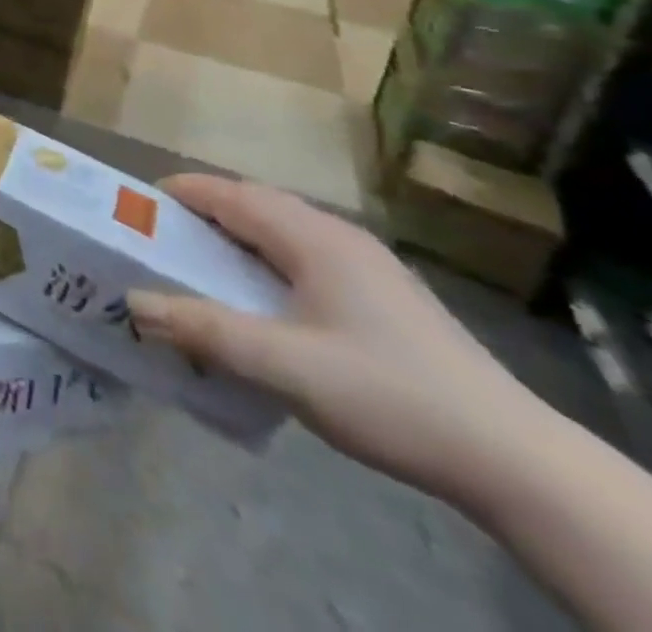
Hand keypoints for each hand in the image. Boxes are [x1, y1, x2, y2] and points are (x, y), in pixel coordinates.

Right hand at [127, 175, 544, 502]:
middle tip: (161, 236)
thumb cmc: (389, 395)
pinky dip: (267, 259)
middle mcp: (339, 236)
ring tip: (202, 264)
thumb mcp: (285, 367)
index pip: (231, 194)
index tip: (138, 204)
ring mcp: (368, 265)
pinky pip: (306, 256)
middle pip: (257, 204)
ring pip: (285, 230)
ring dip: (237, 235)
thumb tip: (134, 302)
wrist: (517, 460)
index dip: (183, 192)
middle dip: (205, 211)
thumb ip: (206, 331)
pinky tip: (265, 300)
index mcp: (314, 237)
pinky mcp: (385, 296)